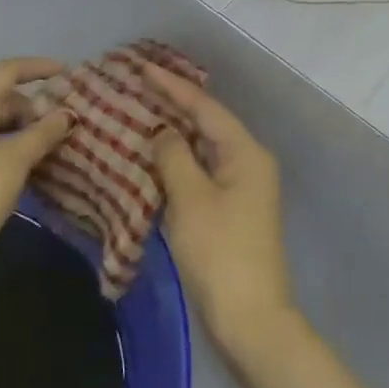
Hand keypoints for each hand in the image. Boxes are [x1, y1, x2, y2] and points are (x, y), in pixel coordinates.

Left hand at [0, 58, 72, 282]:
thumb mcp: (18, 159)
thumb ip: (45, 131)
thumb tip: (68, 114)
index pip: (8, 70)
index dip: (38, 67)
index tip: (66, 72)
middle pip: (0, 92)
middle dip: (32, 103)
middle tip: (61, 120)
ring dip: (20, 123)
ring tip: (48, 142)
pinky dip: (6, 137)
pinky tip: (25, 157)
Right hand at [140, 62, 296, 363]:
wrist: (251, 319)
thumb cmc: (220, 253)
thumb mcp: (191, 199)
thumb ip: (173, 157)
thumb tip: (162, 132)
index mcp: (245, 152)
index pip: (205, 107)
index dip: (172, 86)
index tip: (142, 68)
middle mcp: (248, 162)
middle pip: (207, 123)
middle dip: (173, 104)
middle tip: (137, 86)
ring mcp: (241, 187)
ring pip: (203, 148)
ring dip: (173, 133)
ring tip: (140, 112)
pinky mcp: (231, 209)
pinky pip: (201, 171)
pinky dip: (178, 161)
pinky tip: (154, 156)